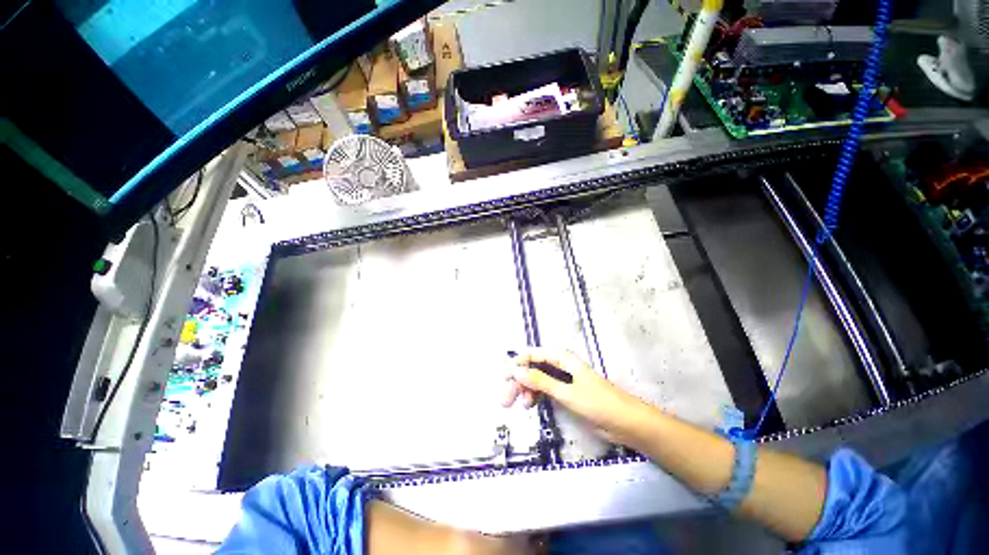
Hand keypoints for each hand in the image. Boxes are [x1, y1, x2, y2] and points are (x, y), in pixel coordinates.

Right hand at [503, 347, 652, 443]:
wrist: (625, 423)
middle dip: (518, 381)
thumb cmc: (598, 403)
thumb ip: (540, 381)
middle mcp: (560, 365)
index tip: (503, 378)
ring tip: (519, 406)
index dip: (516, 364)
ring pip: (537, 380)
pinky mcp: (566, 392)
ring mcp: (562, 379)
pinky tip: (530, 405)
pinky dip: (535, 396)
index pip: (533, 354)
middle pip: (533, 367)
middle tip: (504, 399)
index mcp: (562, 358)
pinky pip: (544, 390)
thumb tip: (516, 370)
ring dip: (525, 390)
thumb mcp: (566, 392)